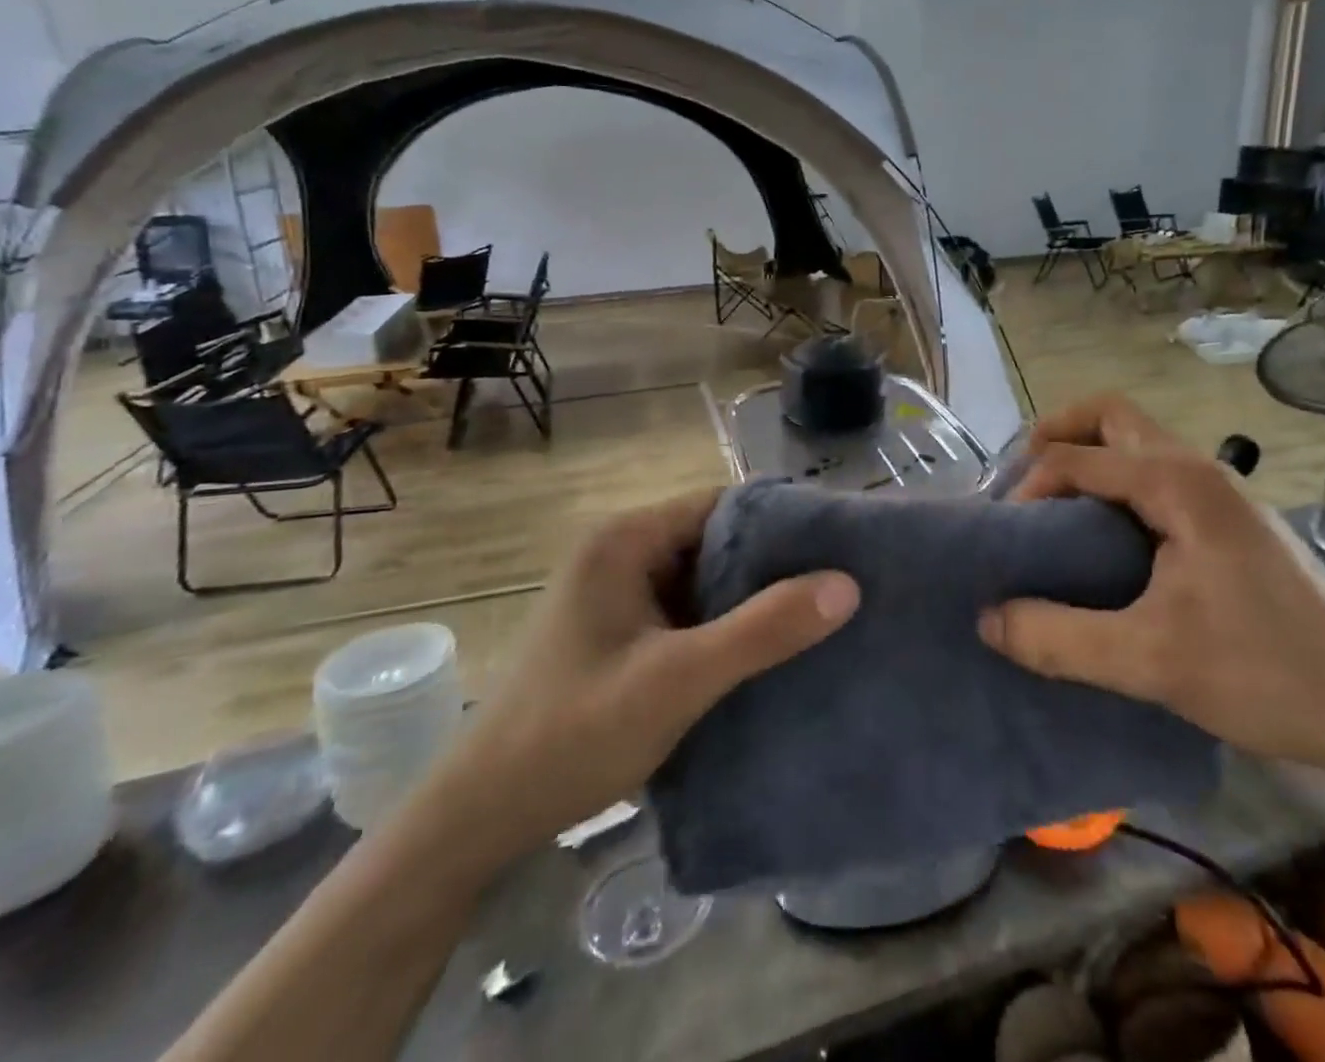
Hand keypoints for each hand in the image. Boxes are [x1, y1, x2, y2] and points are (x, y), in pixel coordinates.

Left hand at [451, 489, 859, 844]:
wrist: (478, 819)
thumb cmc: (572, 735)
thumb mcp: (678, 680)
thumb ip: (763, 630)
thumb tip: (847, 584)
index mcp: (625, 538)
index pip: (722, 504)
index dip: (781, 522)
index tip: (837, 548)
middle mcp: (619, 551)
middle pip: (713, 540)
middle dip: (770, 565)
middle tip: (836, 588)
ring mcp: (615, 592)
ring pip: (701, 579)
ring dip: (747, 600)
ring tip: (815, 619)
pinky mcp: (616, 630)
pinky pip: (683, 611)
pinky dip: (720, 627)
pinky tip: (762, 654)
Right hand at [981, 395, 1324, 772]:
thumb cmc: (1267, 674)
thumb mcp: (1149, 661)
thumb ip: (1057, 637)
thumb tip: (988, 619)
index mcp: (1179, 483)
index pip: (1077, 456)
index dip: (1029, 486)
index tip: (1006, 536)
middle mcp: (1200, 470)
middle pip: (1111, 416)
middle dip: (1057, 436)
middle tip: (1022, 485)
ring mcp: (1222, 494)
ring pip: (1138, 444)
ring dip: (1088, 459)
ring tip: (1052, 511)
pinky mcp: (1232, 522)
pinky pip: (1156, 476)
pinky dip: (1115, 485)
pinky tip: (1105, 543)